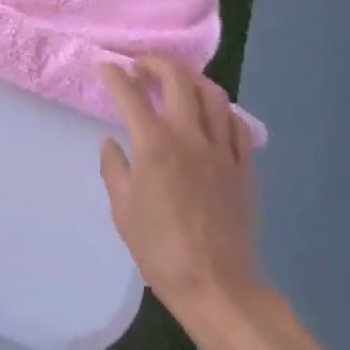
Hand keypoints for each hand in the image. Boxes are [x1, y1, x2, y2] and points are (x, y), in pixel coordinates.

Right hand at [99, 57, 265, 321]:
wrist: (216, 286)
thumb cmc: (159, 250)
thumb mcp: (122, 210)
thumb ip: (114, 169)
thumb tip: (111, 143)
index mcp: (154, 146)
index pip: (130, 95)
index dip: (114, 76)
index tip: (104, 68)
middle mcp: (190, 137)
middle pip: (178, 79)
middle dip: (156, 63)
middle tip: (141, 67)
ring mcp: (222, 150)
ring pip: (212, 95)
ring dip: (191, 79)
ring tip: (177, 82)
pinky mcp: (244, 167)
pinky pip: (236, 125)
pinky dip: (220, 110)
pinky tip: (210, 116)